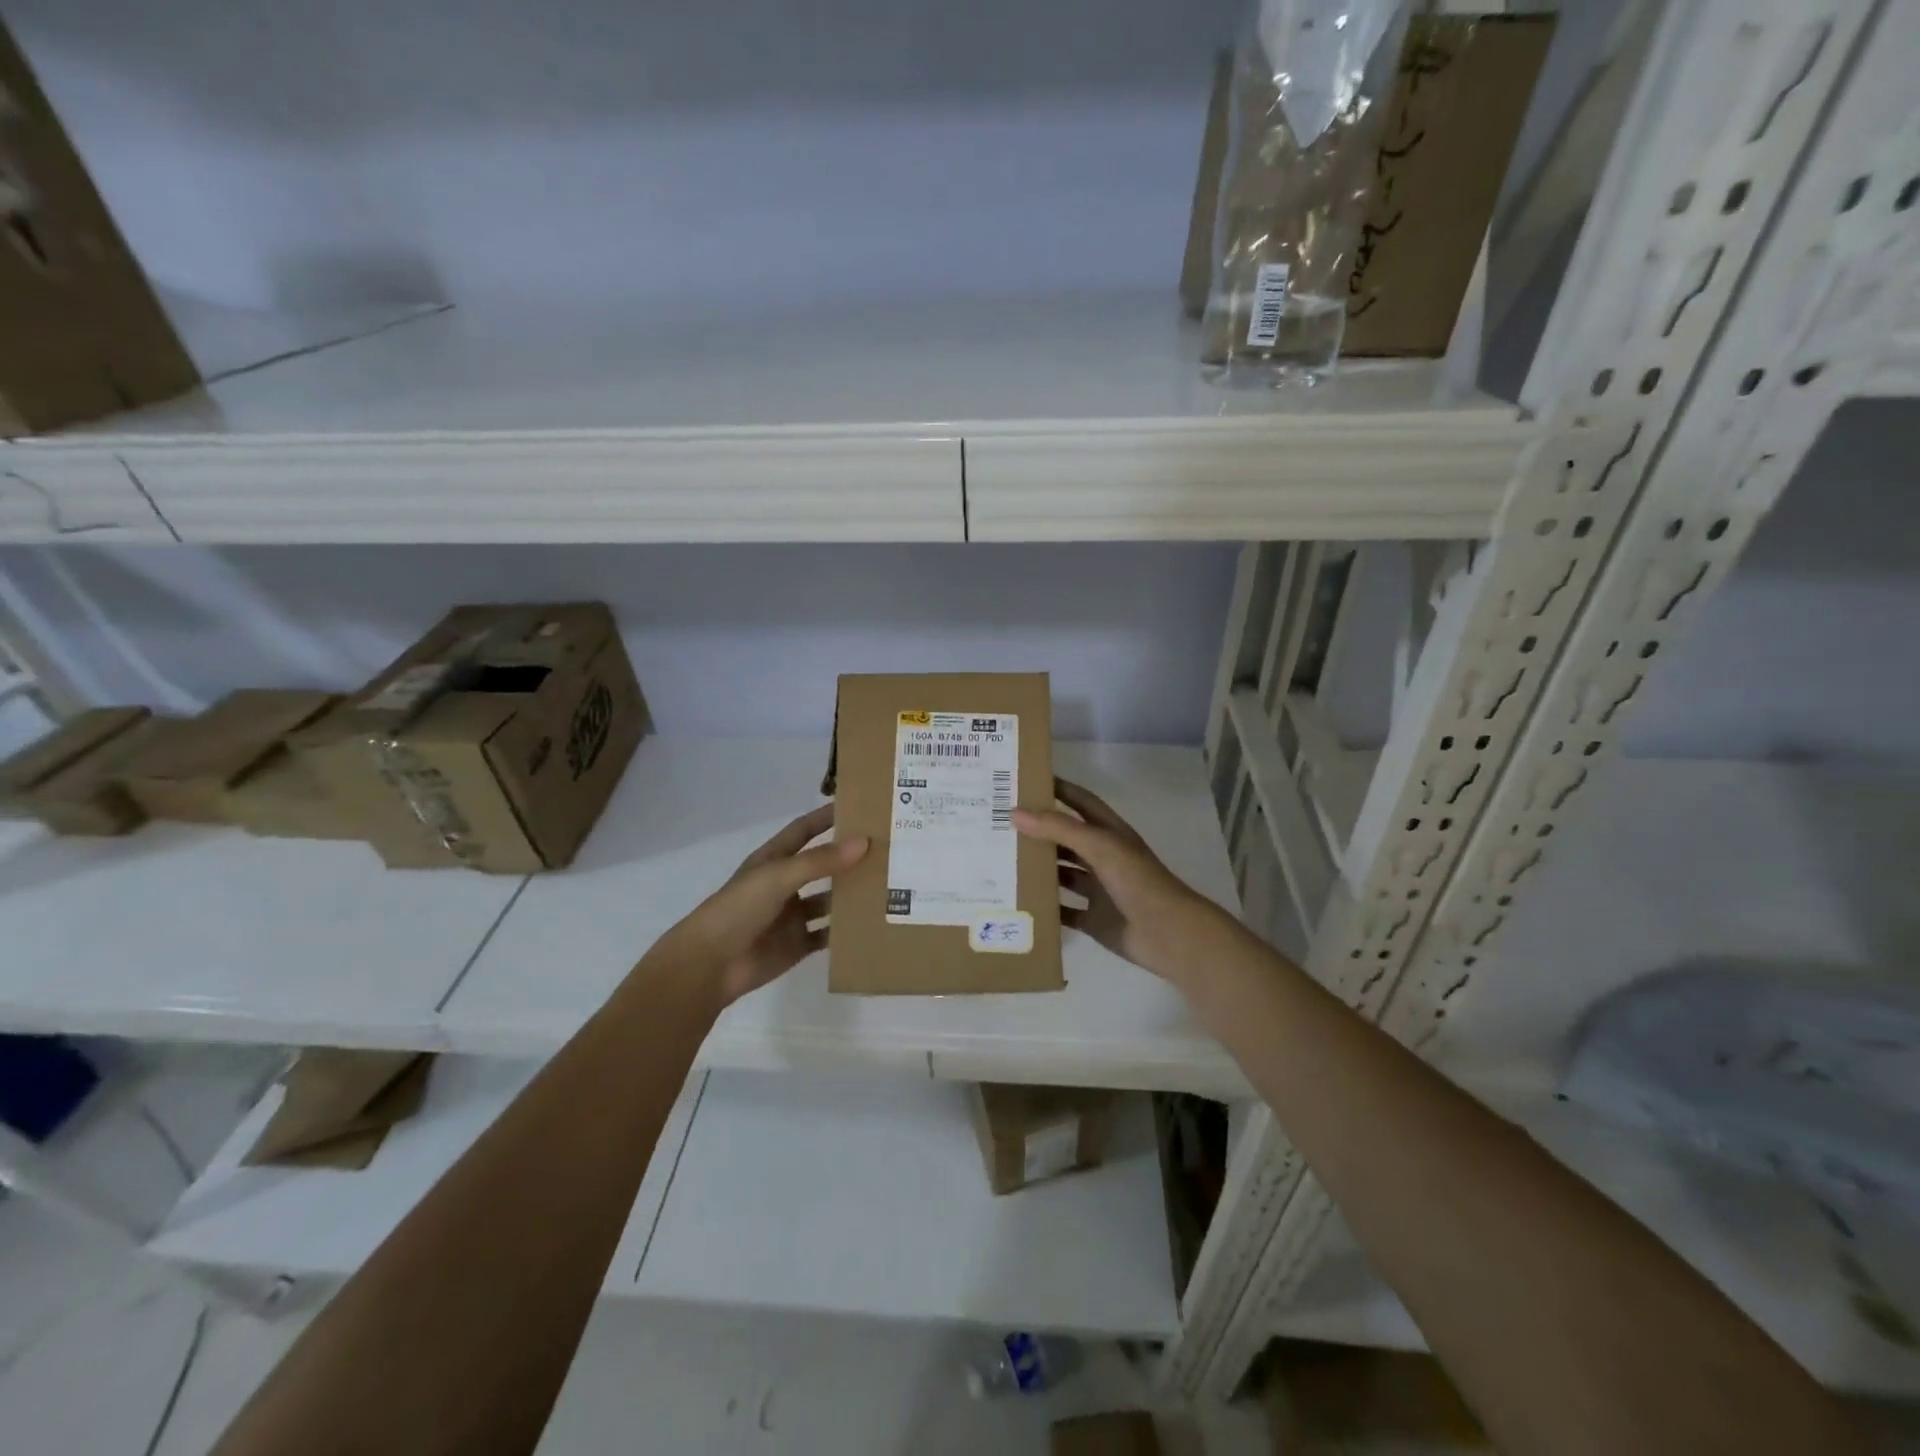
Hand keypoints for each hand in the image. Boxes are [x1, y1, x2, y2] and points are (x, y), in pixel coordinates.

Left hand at [645, 804, 867, 1005]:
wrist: (710, 965)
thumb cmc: (738, 910)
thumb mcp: (778, 877)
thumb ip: (820, 861)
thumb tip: (864, 842)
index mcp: (774, 860)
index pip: (804, 830)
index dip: (827, 817)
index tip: (860, 806)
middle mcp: (785, 884)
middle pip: (822, 864)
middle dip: (849, 857)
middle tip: (888, 847)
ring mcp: (793, 915)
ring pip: (830, 900)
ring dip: (853, 893)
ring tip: (890, 884)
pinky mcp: (799, 944)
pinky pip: (829, 934)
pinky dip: (847, 930)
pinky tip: (874, 923)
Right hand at [1013, 779, 1242, 986]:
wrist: (1168, 934)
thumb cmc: (1137, 881)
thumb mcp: (1098, 845)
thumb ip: (1059, 828)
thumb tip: (1015, 813)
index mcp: (1109, 833)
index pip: (1079, 802)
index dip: (1057, 789)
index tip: (1024, 780)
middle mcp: (1103, 857)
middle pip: (1066, 838)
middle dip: (1038, 831)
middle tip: (1000, 824)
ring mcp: (1098, 890)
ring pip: (1062, 874)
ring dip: (1038, 869)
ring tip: (1001, 861)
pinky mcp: (1093, 920)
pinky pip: (1063, 911)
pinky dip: (1045, 907)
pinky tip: (1018, 902)